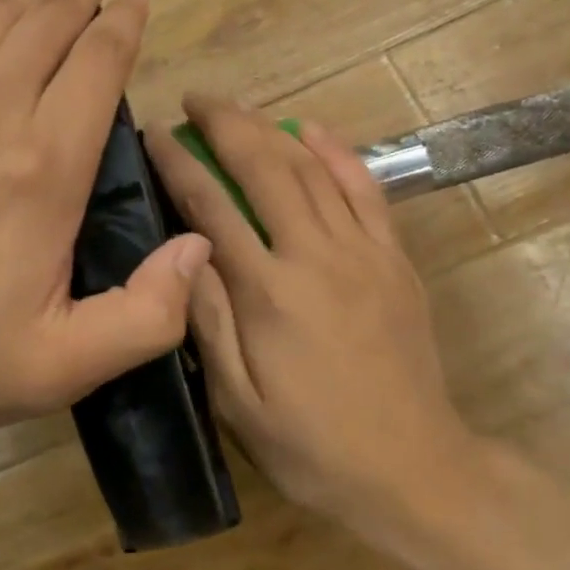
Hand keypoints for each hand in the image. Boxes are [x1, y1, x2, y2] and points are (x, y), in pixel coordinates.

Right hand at [144, 98, 478, 552]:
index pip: (212, 206)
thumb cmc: (312, 445)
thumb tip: (182, 252)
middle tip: (194, 100)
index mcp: (269, 293)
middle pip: (265, 168)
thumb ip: (207, 321)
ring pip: (313, 168)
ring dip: (271, 128)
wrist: (414, 469)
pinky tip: (312, 130)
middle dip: (226, 124)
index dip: (179, 162)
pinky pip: (367, 189)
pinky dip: (338, 152)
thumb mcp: (237, 401)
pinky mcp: (395, 259)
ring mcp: (363, 252)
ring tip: (238, 107)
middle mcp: (316, 256)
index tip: (155, 132)